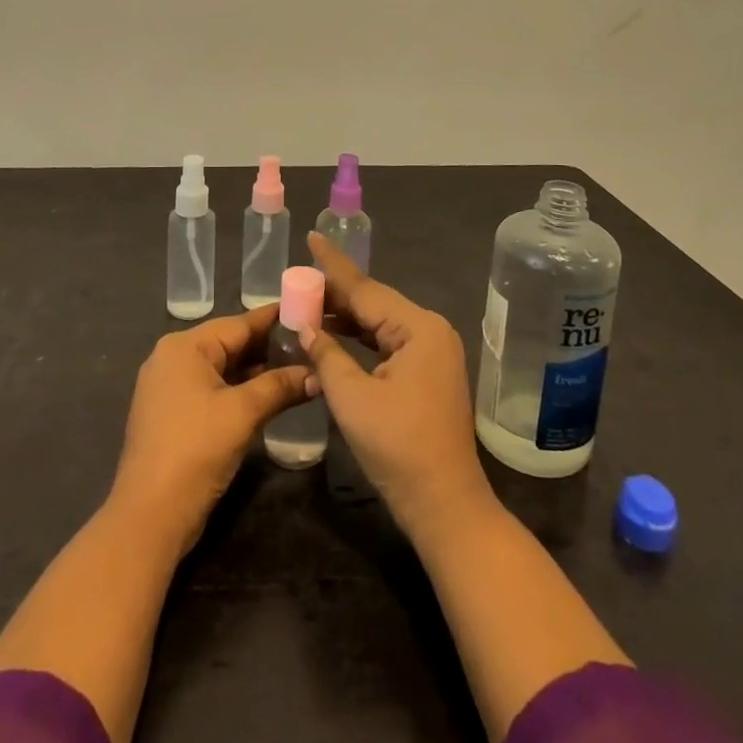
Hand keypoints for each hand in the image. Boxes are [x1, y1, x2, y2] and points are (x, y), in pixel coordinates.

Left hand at [110, 305, 311, 551]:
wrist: (149, 516)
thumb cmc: (196, 450)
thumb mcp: (242, 413)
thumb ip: (279, 386)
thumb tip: (316, 374)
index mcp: (184, 346)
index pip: (239, 323)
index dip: (274, 318)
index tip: (306, 309)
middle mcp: (172, 358)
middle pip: (229, 344)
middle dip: (268, 346)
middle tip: (310, 342)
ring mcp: (169, 387)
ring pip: (221, 368)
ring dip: (256, 371)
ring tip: (298, 366)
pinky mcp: (172, 414)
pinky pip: (212, 389)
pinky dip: (238, 389)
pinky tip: (268, 394)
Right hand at [302, 233, 496, 539]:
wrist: (445, 505)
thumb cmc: (398, 448)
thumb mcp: (352, 397)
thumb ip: (326, 353)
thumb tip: (306, 326)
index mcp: (418, 328)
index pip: (365, 288)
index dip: (333, 265)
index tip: (312, 236)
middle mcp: (430, 331)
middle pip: (373, 303)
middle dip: (335, 293)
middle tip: (297, 278)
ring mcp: (432, 353)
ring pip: (379, 324)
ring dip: (345, 318)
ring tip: (306, 304)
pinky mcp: (427, 373)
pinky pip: (387, 344)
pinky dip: (360, 340)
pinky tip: (333, 337)